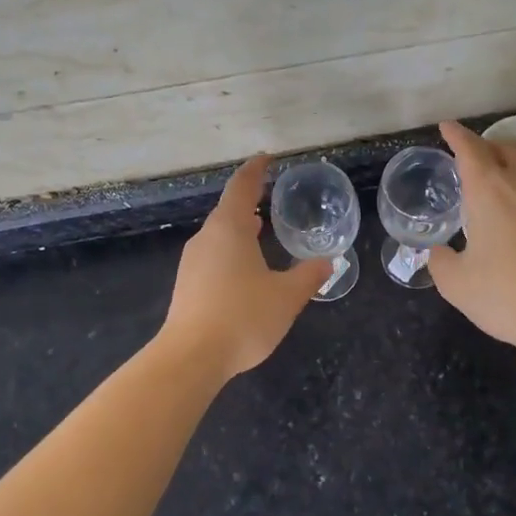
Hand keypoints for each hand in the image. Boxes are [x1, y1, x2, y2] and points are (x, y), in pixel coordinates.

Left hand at [162, 155, 331, 381]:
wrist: (191, 357)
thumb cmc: (243, 317)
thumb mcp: (287, 297)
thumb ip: (308, 276)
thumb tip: (328, 261)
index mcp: (230, 229)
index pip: (242, 187)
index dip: (256, 170)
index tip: (268, 158)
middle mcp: (207, 238)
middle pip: (228, 210)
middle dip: (249, 200)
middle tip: (270, 196)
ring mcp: (192, 261)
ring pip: (219, 234)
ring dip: (239, 227)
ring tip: (261, 228)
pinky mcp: (187, 284)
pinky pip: (213, 254)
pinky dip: (231, 249)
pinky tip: (244, 266)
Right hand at [429, 121, 515, 358]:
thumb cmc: (507, 295)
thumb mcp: (457, 285)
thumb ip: (441, 262)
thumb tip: (439, 254)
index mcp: (490, 191)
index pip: (470, 149)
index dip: (456, 135)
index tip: (447, 127)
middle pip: (508, 149)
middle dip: (489, 147)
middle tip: (475, 161)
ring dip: (515, 174)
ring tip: (503, 197)